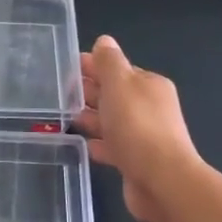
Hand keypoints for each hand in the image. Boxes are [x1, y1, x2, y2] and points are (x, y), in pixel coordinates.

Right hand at [74, 35, 200, 220]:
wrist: (162, 181)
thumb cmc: (137, 125)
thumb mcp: (119, 83)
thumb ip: (109, 61)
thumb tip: (104, 41)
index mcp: (149, 85)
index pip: (117, 69)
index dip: (92, 66)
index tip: (66, 68)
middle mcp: (150, 108)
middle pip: (115, 94)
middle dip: (89, 92)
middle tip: (60, 94)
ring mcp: (145, 136)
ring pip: (113, 121)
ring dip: (92, 118)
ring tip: (65, 119)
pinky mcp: (137, 161)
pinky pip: (114, 146)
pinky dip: (99, 144)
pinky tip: (83, 146)